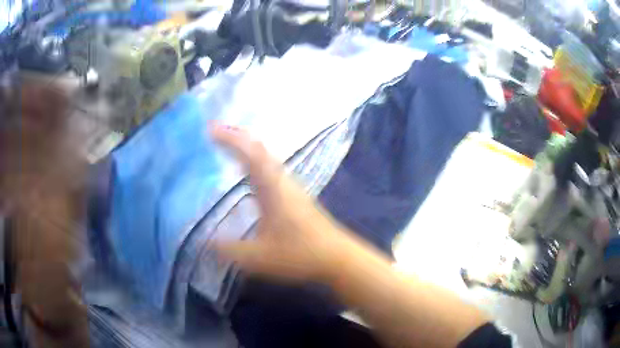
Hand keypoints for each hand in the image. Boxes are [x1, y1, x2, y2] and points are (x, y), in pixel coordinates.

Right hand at [210, 124, 350, 283]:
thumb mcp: (257, 257)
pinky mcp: (297, 198)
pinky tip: (252, 177)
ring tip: (229, 148)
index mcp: (272, 188)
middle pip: (260, 150)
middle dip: (238, 137)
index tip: (211, 130)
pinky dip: (258, 163)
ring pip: (268, 159)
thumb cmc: (299, 255)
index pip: (249, 153)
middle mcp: (283, 181)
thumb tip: (204, 242)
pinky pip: (273, 170)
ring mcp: (292, 188)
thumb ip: (228, 250)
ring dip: (249, 149)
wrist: (338, 258)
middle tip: (216, 133)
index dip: (230, 138)